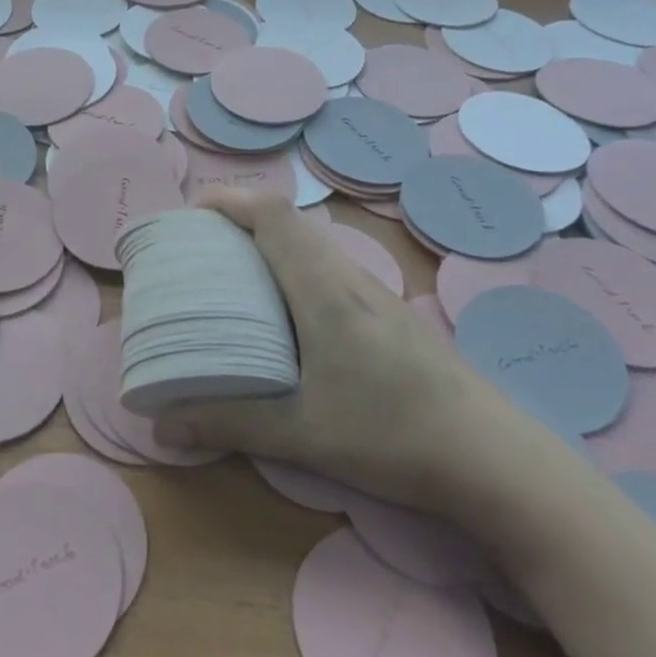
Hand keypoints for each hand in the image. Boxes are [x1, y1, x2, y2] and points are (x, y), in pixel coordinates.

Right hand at [154, 189, 540, 516]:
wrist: (495, 457)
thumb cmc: (394, 435)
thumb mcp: (302, 434)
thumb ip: (228, 423)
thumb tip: (161, 424)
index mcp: (323, 289)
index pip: (273, 214)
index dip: (228, 199)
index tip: (189, 213)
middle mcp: (348, 277)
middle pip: (288, 221)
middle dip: (238, 219)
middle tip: (199, 248)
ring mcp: (374, 293)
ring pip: (311, 243)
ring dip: (267, 242)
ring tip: (231, 275)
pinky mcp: (387, 313)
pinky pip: (327, 267)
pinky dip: (292, 266)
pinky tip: (284, 314)